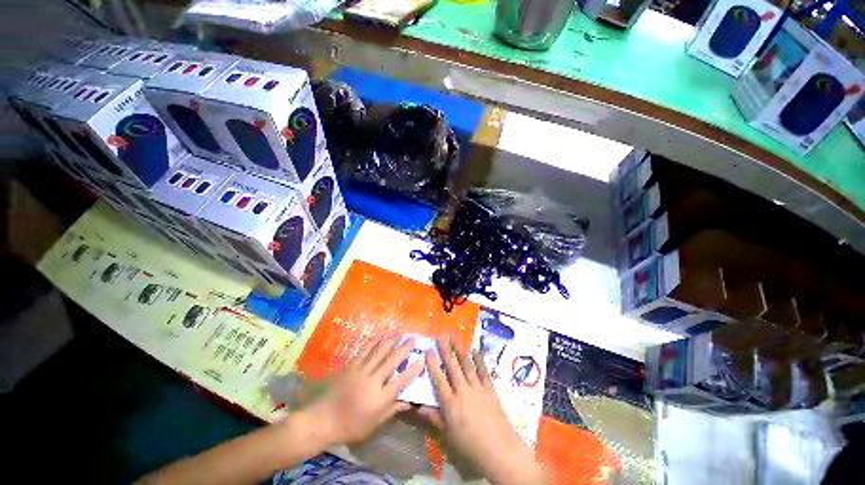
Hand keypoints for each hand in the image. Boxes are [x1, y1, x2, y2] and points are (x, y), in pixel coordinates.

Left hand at [302, 335, 424, 445]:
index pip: (401, 381)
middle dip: (404, 349)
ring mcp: (361, 371)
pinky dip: (374, 342)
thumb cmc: (351, 426)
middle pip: (392, 362)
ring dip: (390, 340)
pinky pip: (365, 351)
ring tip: (399, 332)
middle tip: (413, 338)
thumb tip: (409, 402)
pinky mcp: (351, 366)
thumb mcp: (374, 423)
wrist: (323, 420)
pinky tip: (380, 335)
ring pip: (379, 352)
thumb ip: (392, 409)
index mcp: (379, 398)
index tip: (422, 359)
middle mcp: (372, 381)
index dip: (413, 370)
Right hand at [420, 336, 546, 484]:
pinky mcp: (490, 389)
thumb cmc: (470, 447)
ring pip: (467, 365)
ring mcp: (477, 388)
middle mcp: (463, 391)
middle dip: (446, 349)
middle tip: (442, 335)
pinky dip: (479, 360)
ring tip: (455, 337)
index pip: (439, 379)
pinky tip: (475, 351)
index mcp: (450, 404)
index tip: (428, 351)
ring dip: (460, 350)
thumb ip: (433, 418)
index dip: (433, 364)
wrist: (499, 451)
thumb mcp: (448, 435)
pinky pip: (483, 371)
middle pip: (453, 367)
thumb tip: (418, 406)